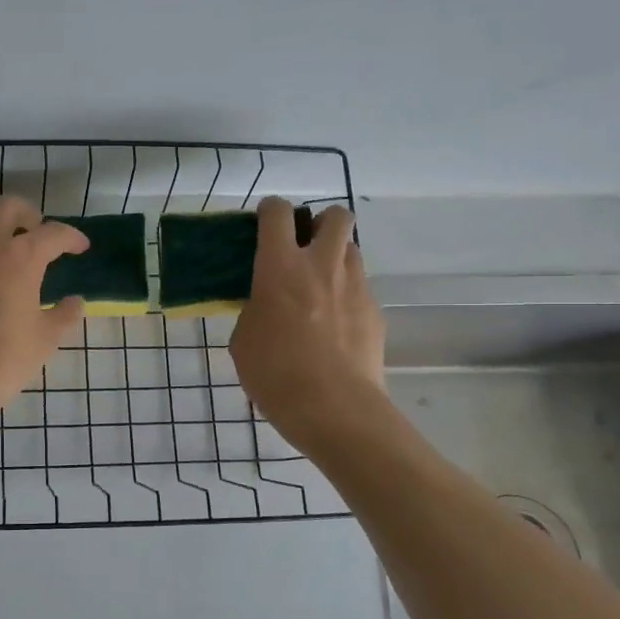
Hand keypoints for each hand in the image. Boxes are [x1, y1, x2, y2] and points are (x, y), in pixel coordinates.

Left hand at [0, 198, 87, 431]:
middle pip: (8, 208)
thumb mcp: (45, 340)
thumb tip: (76, 301)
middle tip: (36, 232)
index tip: (80, 247)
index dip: (72, 238)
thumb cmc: (1, 361)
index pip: (53, 234)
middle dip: (28, 215)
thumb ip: (64, 315)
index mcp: (21, 257)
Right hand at [229, 198, 385, 451]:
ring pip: (351, 249)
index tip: (264, 223)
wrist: (333, 408)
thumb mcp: (244, 339)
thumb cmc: (275, 374)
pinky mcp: (375, 311)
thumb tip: (266, 304)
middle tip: (304, 248)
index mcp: (280, 267)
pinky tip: (334, 324)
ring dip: (335, 256)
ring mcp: (355, 286)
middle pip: (335, 215)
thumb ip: (255, 309)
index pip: (278, 213)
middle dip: (320, 222)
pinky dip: (346, 294)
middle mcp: (321, 265)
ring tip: (320, 286)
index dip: (270, 210)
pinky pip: (360, 287)